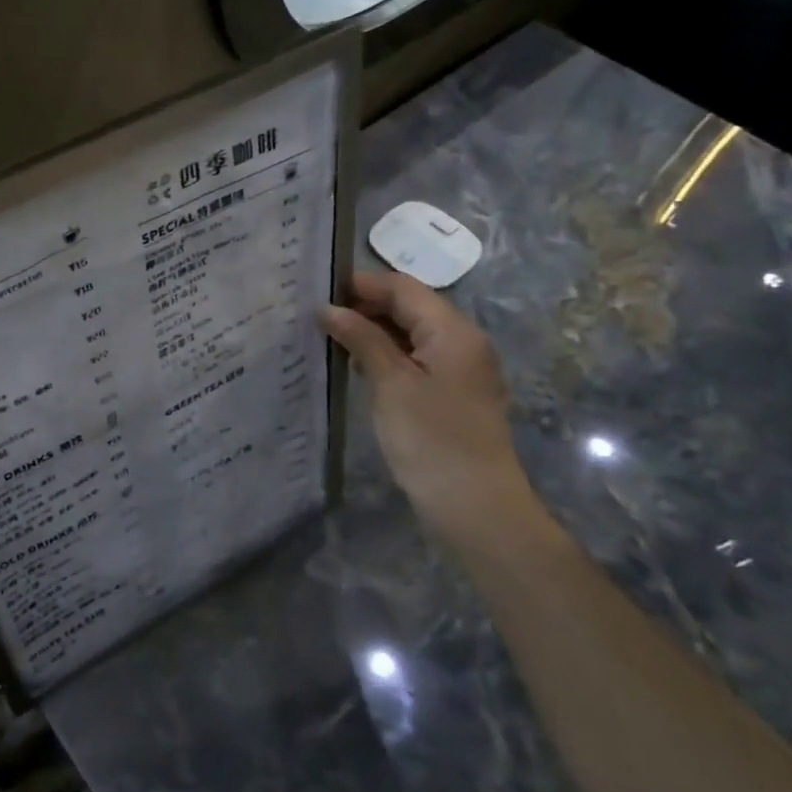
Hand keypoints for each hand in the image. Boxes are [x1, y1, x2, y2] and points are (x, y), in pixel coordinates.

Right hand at [321, 271, 543, 544]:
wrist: (475, 507)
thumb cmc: (431, 438)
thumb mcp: (390, 383)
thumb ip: (361, 338)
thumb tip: (328, 308)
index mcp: (452, 331)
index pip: (403, 288)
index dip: (360, 284)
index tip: (317, 291)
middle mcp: (461, 341)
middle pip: (409, 307)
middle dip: (364, 306)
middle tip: (316, 316)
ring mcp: (458, 369)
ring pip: (410, 333)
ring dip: (372, 331)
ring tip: (328, 338)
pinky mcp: (450, 393)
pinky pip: (414, 358)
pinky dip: (384, 354)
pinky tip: (355, 365)